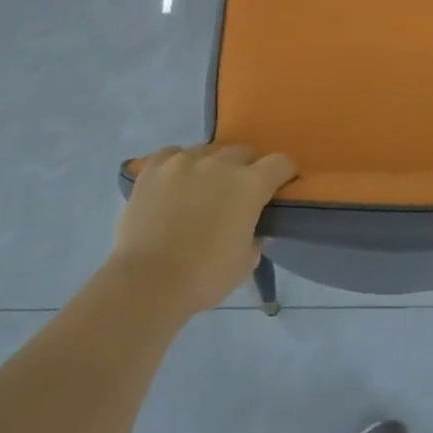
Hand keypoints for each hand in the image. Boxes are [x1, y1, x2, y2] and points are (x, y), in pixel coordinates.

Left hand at [107, 145, 296, 315]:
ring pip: (207, 151)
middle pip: (243, 151)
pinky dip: (178, 164)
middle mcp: (219, 163)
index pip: (280, 163)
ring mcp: (182, 161)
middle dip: (247, 168)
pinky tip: (175, 181)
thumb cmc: (206, 276)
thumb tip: (255, 226)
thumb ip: (257, 235)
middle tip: (239, 192)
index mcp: (250, 184)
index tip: (281, 186)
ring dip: (212, 165)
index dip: (285, 173)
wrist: (148, 282)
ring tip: (203, 187)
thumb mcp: (247, 261)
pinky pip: (172, 154)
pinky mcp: (152, 169)